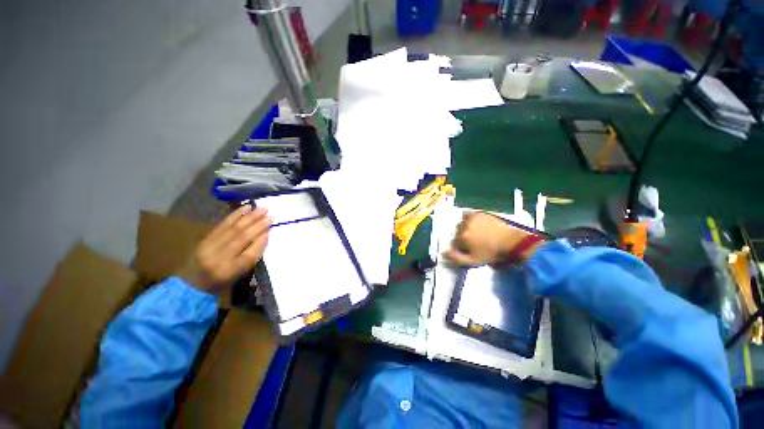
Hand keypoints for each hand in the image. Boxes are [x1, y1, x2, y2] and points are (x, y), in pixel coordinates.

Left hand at [177, 205, 270, 292]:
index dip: (261, 241)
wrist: (192, 282)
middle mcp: (219, 258)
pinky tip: (246, 208)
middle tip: (270, 215)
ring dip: (249, 217)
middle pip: (242, 238)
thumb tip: (264, 235)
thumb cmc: (222, 280)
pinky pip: (223, 224)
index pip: (250, 254)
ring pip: (233, 229)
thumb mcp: (240, 273)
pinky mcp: (205, 238)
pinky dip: (235, 215)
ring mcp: (210, 246)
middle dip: (258, 225)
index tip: (271, 229)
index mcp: (230, 271)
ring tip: (262, 209)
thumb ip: (252, 255)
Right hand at [443, 211, 541, 265]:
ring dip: (466, 229)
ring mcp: (471, 217)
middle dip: (462, 238)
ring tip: (478, 235)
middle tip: (474, 243)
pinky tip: (477, 225)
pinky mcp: (479, 213)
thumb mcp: (473, 261)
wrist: (511, 240)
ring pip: (462, 224)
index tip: (469, 251)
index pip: (453, 242)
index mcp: (461, 236)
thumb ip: (456, 258)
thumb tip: (443, 253)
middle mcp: (463, 225)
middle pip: (457, 233)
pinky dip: (470, 220)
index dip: (460, 248)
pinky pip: (468, 215)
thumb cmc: (492, 252)